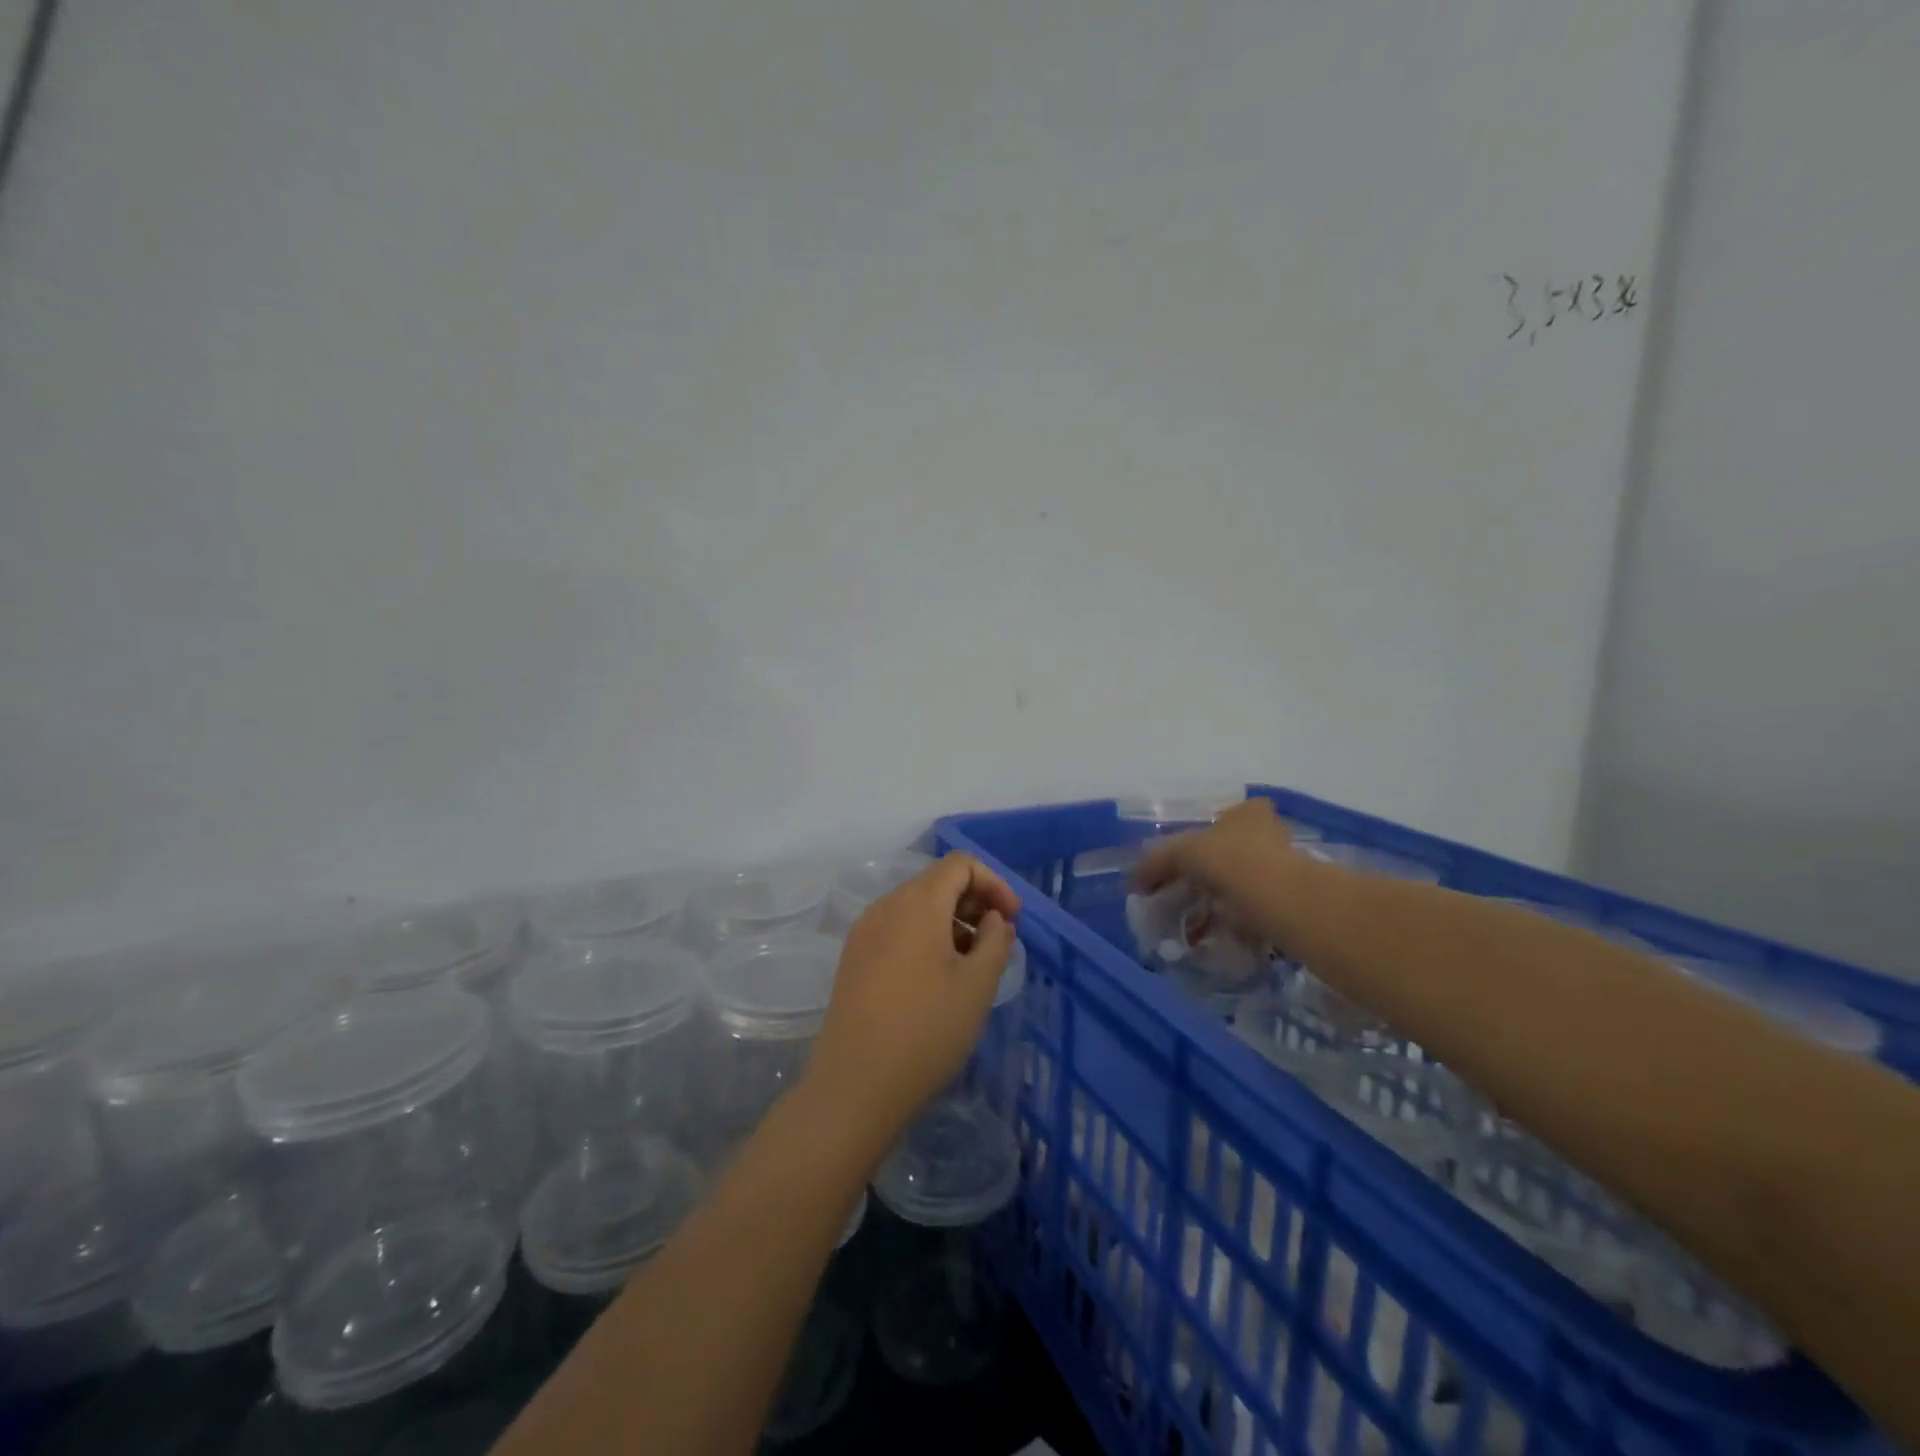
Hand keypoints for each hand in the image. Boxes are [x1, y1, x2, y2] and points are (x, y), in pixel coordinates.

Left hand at [805, 854, 1021, 1150]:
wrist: (855, 1085)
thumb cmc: (926, 1030)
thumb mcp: (977, 985)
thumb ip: (995, 941)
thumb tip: (993, 919)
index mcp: (917, 903)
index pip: (960, 864)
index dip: (993, 883)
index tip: (1012, 919)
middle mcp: (885, 906)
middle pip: (936, 882)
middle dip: (973, 902)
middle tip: (998, 941)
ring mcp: (864, 932)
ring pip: (915, 907)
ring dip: (950, 921)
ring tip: (972, 963)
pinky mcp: (853, 959)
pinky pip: (896, 929)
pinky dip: (925, 937)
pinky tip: (938, 977)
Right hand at [1133, 798, 1302, 944]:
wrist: (1279, 900)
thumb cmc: (1230, 860)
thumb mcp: (1182, 852)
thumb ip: (1157, 861)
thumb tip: (1134, 879)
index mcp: (1246, 812)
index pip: (1222, 816)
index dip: (1199, 836)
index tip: (1181, 861)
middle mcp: (1269, 832)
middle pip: (1232, 848)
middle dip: (1211, 869)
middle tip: (1186, 888)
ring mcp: (1284, 866)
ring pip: (1244, 879)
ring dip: (1224, 895)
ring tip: (1197, 915)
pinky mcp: (1290, 898)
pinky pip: (1254, 905)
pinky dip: (1237, 916)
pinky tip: (1219, 929)